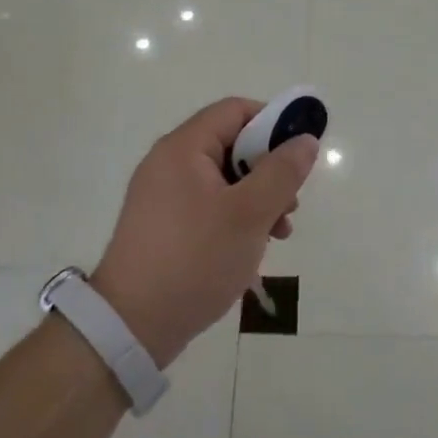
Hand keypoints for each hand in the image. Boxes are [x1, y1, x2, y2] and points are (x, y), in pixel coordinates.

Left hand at [92, 97, 317, 365]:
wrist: (131, 326)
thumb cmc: (195, 259)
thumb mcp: (249, 214)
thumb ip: (282, 172)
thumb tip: (305, 140)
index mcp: (184, 148)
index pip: (235, 110)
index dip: (273, 123)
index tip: (298, 156)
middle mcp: (168, 162)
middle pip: (231, 145)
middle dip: (268, 171)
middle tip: (291, 205)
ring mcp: (161, 195)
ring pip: (223, 179)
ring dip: (256, 198)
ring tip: (278, 233)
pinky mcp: (161, 225)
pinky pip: (207, 205)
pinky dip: (234, 217)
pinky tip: (251, 249)